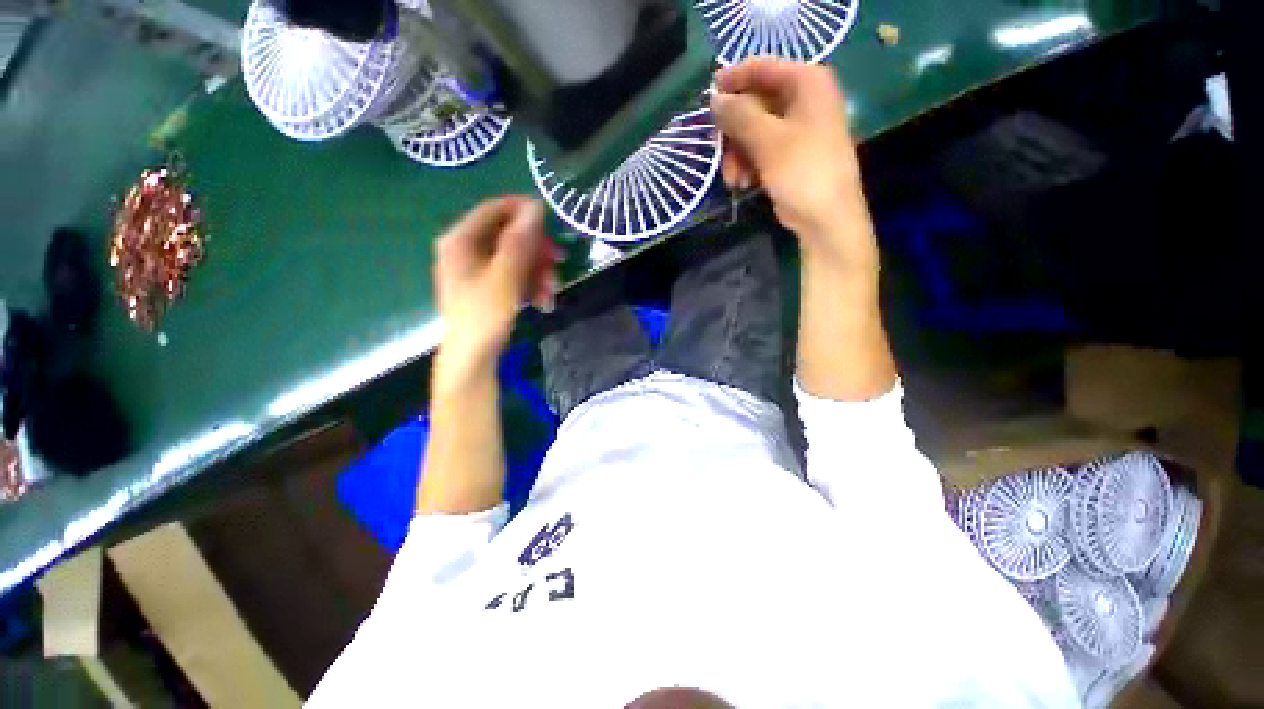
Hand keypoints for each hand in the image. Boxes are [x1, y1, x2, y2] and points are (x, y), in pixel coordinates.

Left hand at [434, 197, 559, 369]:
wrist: (472, 358)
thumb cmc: (484, 315)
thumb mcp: (505, 277)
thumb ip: (519, 241)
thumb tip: (535, 206)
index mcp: (460, 240)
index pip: (494, 210)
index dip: (523, 211)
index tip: (551, 220)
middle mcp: (465, 249)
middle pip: (508, 235)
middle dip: (537, 250)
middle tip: (560, 260)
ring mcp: (476, 269)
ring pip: (515, 257)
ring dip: (538, 271)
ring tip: (552, 291)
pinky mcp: (487, 287)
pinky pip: (513, 275)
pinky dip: (530, 283)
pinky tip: (543, 300)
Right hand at [710, 58, 876, 273]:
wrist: (825, 218)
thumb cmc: (802, 171)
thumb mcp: (767, 140)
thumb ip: (739, 115)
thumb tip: (713, 99)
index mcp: (807, 83)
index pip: (763, 68)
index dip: (733, 79)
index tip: (708, 96)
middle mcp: (804, 100)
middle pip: (755, 103)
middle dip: (734, 130)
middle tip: (718, 148)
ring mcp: (798, 130)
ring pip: (754, 131)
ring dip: (737, 154)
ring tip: (733, 179)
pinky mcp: (790, 156)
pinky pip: (761, 150)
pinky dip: (748, 165)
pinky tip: (742, 184)